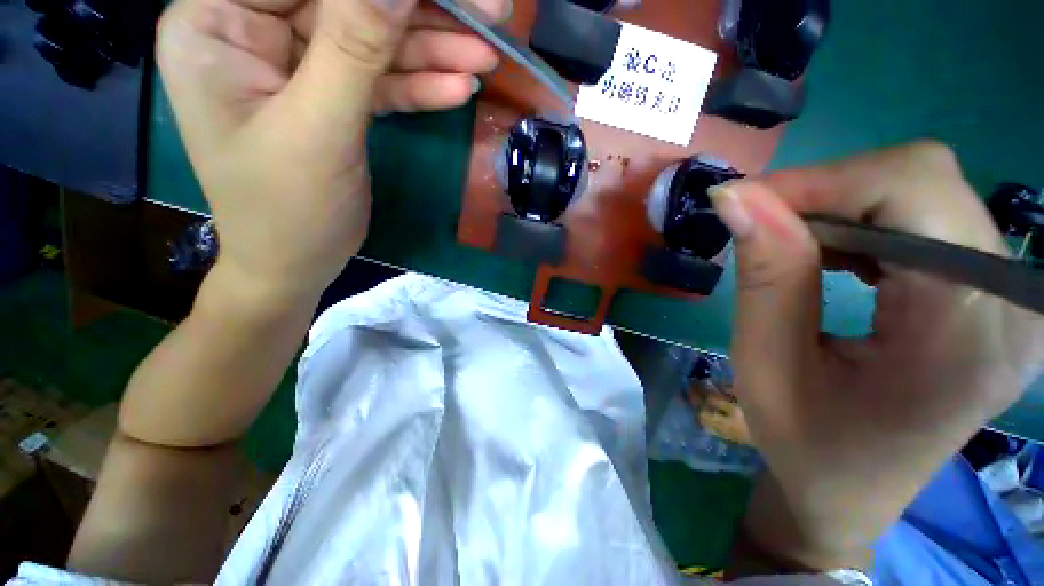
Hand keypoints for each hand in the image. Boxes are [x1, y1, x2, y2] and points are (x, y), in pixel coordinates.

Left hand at [156, 0, 507, 298]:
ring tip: (483, 58)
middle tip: (485, 15)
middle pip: (346, 3)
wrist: (297, 264)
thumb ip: (355, 50)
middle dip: (418, 14)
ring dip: (431, 51)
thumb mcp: (319, 129)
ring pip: (371, 41)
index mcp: (217, 21)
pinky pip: (379, 79)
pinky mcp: (330, 96)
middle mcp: (252, 29)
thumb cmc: (287, 210)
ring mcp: (294, 63)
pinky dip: (419, 85)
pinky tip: (457, 88)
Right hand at [709, 142, 1043, 568]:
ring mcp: (1010, 294)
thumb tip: (736, 196)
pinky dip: (866, 221)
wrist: (851, 489)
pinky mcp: (991, 291)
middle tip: (760, 227)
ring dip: (842, 208)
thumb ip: (764, 276)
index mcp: (968, 333)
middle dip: (826, 193)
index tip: (743, 201)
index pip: (914, 189)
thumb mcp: (766, 365)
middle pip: (923, 181)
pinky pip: (928, 216)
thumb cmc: (805, 444)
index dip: (821, 181)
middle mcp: (1012, 301)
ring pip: (924, 190)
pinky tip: (834, 257)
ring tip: (792, 250)